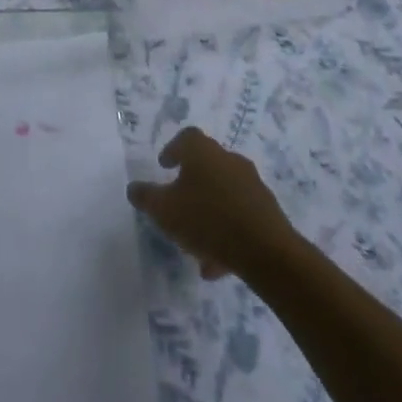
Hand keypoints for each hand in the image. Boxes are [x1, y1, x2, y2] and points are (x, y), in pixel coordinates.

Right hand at [127, 127, 294, 279]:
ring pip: (222, 195)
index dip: (173, 149)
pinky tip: (216, 263)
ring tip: (195, 247)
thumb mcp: (164, 210)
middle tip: (178, 205)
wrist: (266, 251)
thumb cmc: (207, 220)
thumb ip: (146, 197)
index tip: (164, 166)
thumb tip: (133, 188)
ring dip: (208, 215)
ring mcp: (251, 184)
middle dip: (191, 186)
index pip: (186, 138)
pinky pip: (239, 216)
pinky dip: (226, 232)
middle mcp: (229, 160)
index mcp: (203, 152)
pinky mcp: (267, 210)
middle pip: (206, 166)